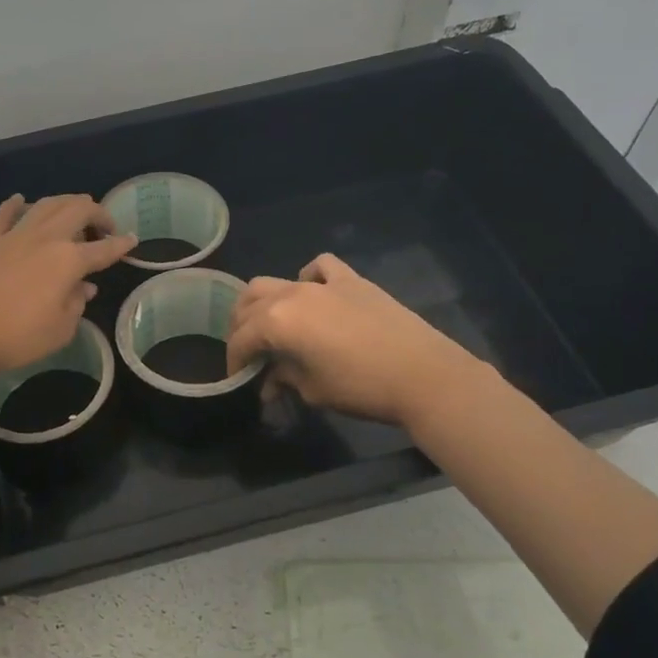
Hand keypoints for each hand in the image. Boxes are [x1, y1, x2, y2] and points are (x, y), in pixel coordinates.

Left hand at [0, 194, 136, 379]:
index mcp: (69, 260)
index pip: (103, 249)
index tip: (133, 240)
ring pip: (45, 205)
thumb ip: (76, 305)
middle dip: (97, 213)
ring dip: (65, 203)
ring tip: (74, 211)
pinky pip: (5, 215)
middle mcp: (45, 238)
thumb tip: (84, 288)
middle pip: (77, 210)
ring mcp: (14, 236)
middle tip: (105, 226)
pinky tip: (21, 200)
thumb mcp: (60, 331)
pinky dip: (16, 205)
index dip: (121, 245)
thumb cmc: (16, 337)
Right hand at [225, 253, 483, 424]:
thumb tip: (271, 383)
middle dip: (242, 326)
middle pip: (251, 302)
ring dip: (266, 301)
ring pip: (279, 281)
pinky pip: (321, 267)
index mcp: (277, 322)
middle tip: (247, 350)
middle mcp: (293, 294)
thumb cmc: (361, 388)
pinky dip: (309, 276)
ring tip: (271, 323)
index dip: (235, 359)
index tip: (237, 378)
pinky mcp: (353, 281)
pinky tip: (313, 293)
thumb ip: (284, 379)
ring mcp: (324, 284)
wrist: (423, 375)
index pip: (242, 338)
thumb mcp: (313, 390)